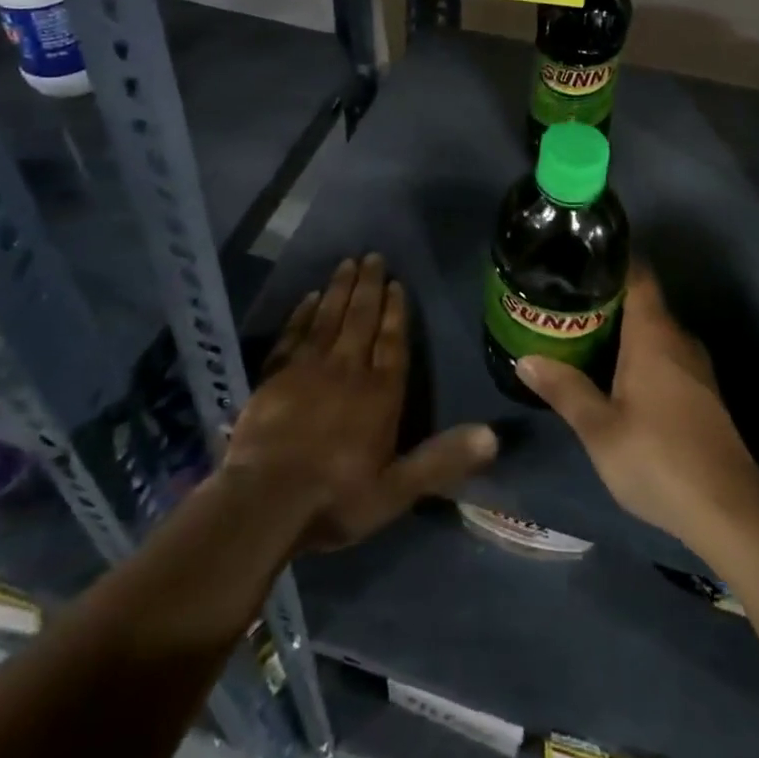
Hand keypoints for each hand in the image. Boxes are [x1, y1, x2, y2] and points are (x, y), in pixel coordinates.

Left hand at [225, 253, 496, 550]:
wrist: (264, 501)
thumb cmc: (336, 497)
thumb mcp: (397, 489)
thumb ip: (442, 459)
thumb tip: (493, 436)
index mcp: (379, 393)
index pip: (392, 343)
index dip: (395, 312)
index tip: (397, 283)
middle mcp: (346, 370)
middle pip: (360, 319)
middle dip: (369, 286)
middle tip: (372, 256)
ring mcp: (307, 369)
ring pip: (328, 318)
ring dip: (339, 289)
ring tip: (347, 263)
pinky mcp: (275, 376)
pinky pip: (292, 335)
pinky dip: (301, 314)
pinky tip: (308, 297)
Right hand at [516, 263, 758, 548]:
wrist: (729, 511)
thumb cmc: (658, 459)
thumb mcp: (599, 429)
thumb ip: (564, 389)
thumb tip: (526, 359)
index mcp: (654, 334)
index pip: (637, 274)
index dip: (611, 260)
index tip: (577, 258)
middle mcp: (678, 338)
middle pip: (642, 301)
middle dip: (605, 298)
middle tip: (564, 300)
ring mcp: (695, 366)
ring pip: (654, 330)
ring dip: (622, 328)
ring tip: (581, 332)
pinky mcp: (702, 392)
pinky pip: (665, 353)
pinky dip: (638, 351)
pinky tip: (614, 372)